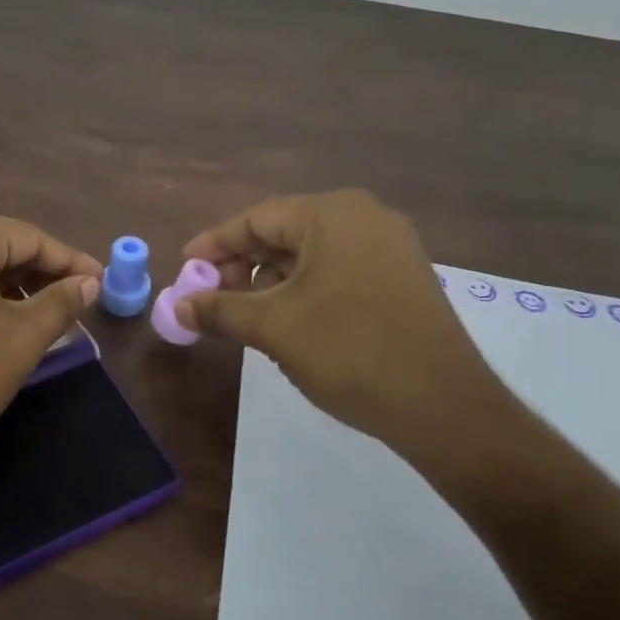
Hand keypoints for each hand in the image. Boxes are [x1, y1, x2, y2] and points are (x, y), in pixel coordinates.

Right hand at [177, 190, 516, 477]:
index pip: (257, 218)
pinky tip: (287, 321)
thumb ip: (219, 310)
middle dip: (241, 265)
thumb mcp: (273, 327)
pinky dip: (304, 290)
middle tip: (209, 297)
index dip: (214, 245)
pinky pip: (338, 271)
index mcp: (332, 214)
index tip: (185, 269)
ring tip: (244, 316)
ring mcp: (390, 248)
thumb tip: (177, 306)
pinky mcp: (402, 279)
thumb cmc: (348, 350)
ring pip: (311, 255)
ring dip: (271, 281)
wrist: (443, 405)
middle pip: (284, 232)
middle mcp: (364, 218)